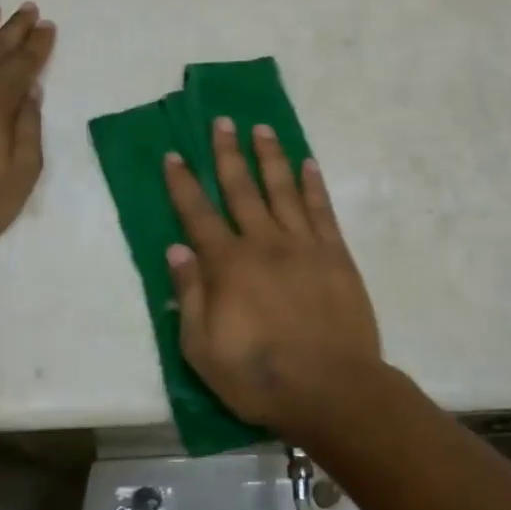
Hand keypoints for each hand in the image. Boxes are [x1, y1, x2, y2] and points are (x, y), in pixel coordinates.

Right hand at [163, 118, 382, 436]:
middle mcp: (264, 243)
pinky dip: (313, 184)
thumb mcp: (203, 349)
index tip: (174, 154)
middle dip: (228, 153)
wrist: (331, 388)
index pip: (198, 214)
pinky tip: (308, 163)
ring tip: (261, 128)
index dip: (183, 183)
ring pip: (282, 189)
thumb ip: (189, 295)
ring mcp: (303, 245)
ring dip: (270, 156)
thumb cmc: (259, 376)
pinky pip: (321, 210)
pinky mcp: (335, 254)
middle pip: (242, 189)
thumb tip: (176, 249)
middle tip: (222, 121)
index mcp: (228, 265)